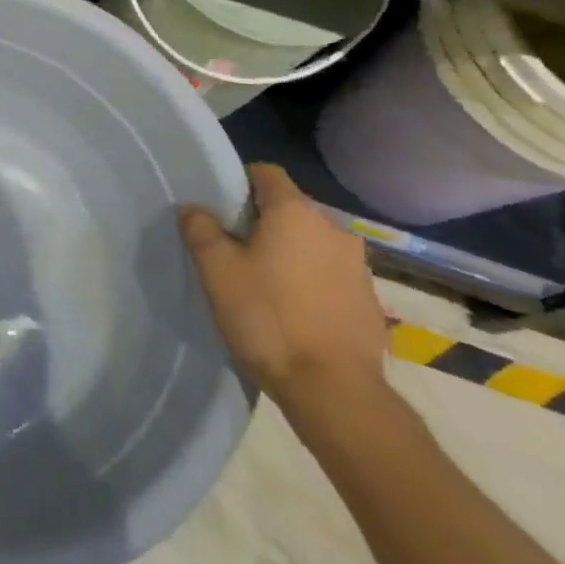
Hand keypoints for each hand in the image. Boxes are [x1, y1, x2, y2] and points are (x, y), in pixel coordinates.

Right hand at [178, 164, 387, 422]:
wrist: (334, 391)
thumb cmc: (268, 319)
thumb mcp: (217, 271)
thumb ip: (201, 229)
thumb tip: (194, 208)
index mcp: (295, 212)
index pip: (266, 173)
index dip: (239, 182)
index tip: (220, 209)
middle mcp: (333, 228)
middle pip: (290, 209)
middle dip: (263, 222)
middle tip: (235, 250)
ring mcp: (358, 266)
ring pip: (312, 243)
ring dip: (290, 253)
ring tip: (265, 284)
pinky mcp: (370, 301)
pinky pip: (331, 275)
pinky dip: (312, 282)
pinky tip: (295, 312)